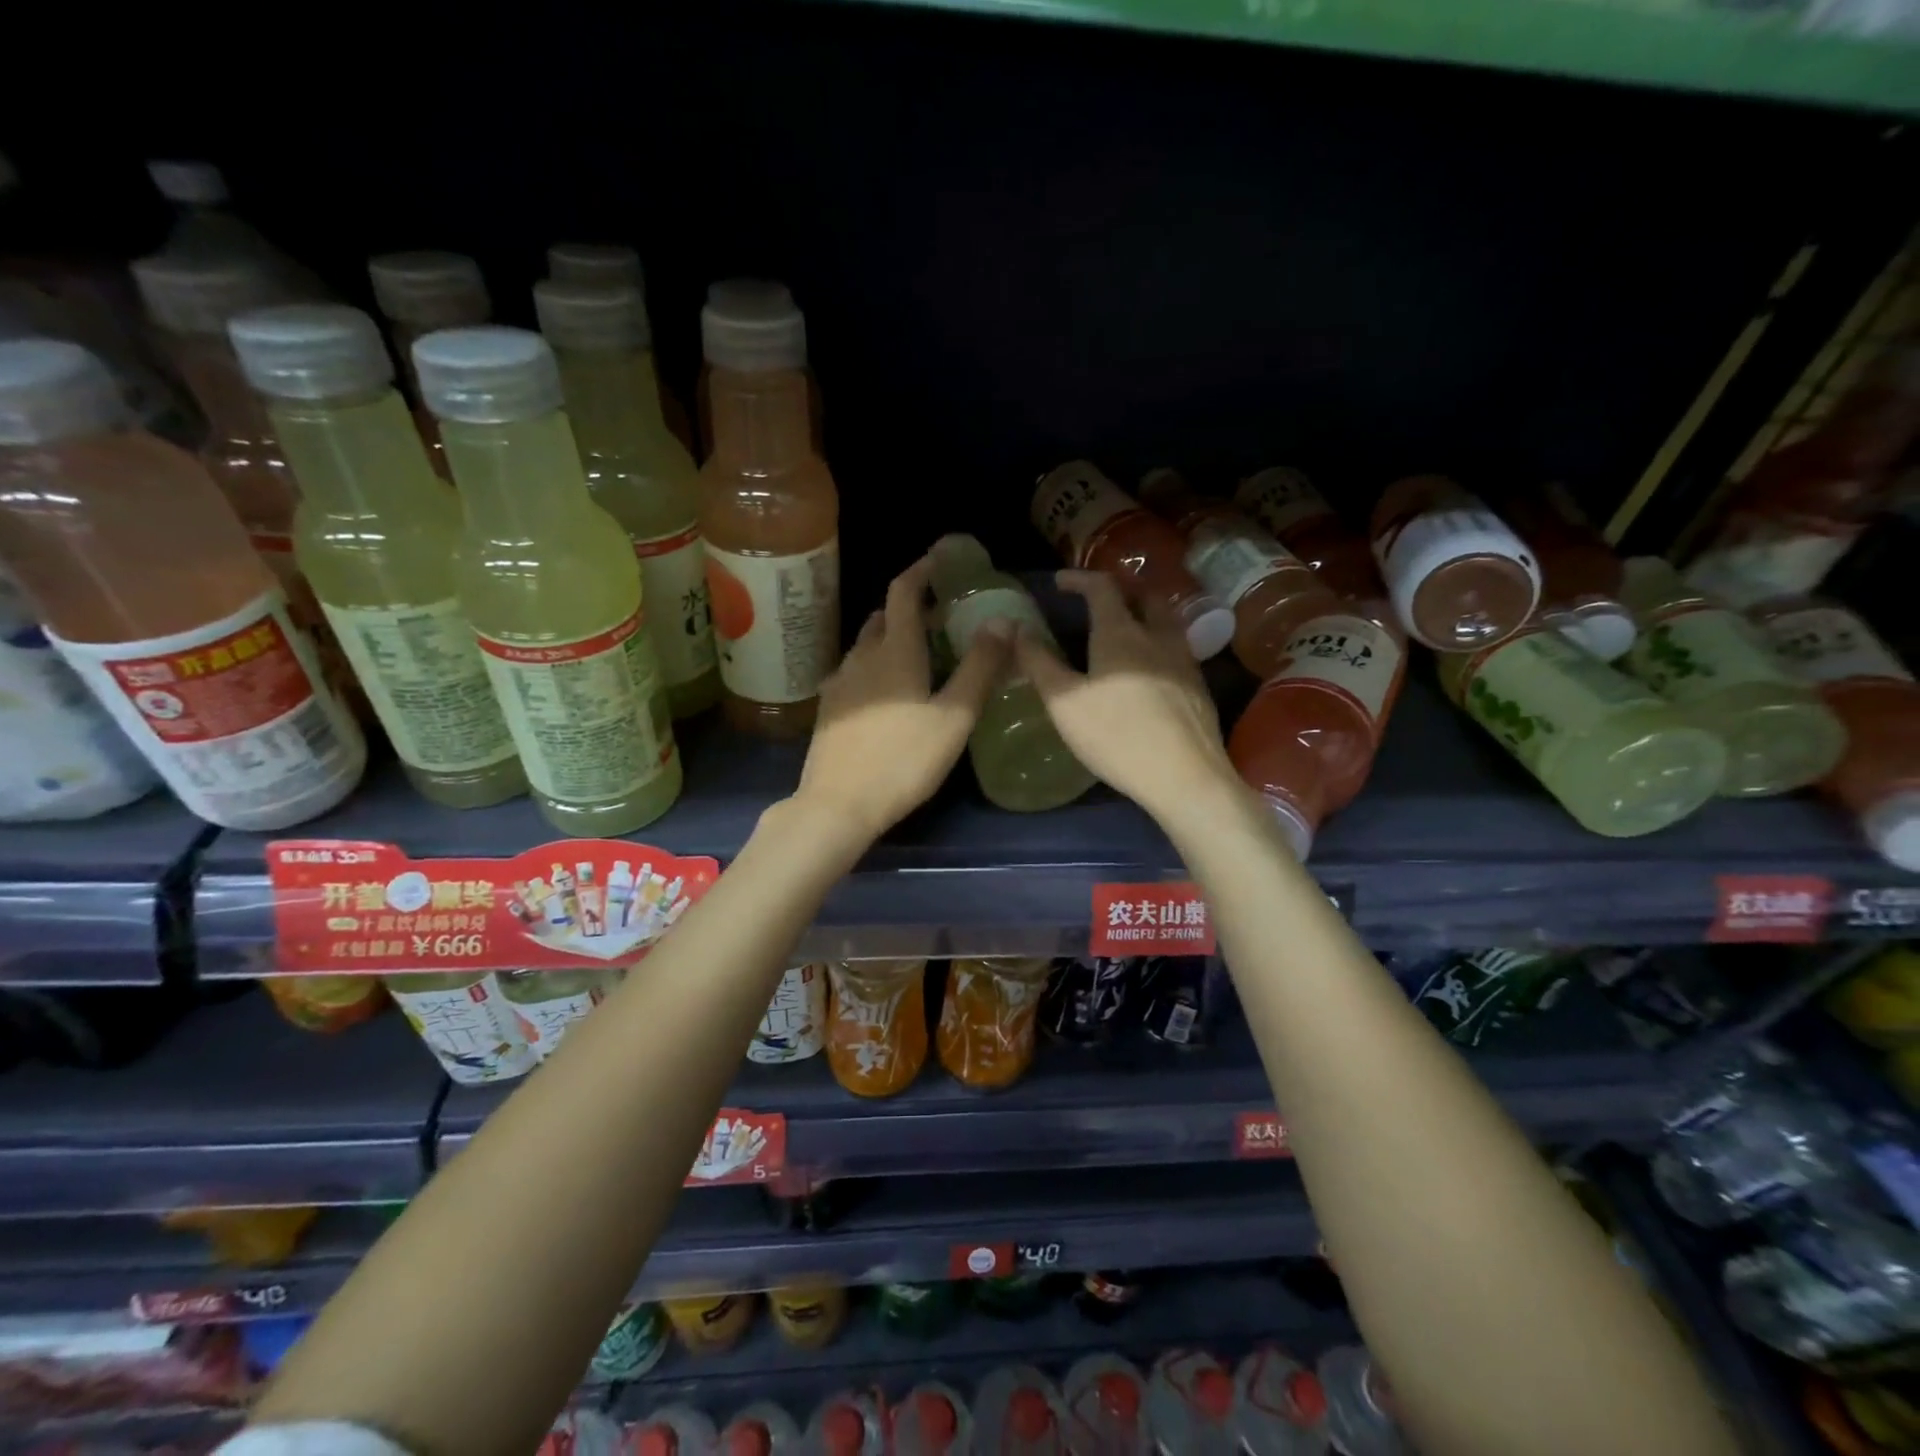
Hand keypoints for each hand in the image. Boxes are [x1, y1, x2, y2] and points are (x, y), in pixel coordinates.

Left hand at [793, 554, 1009, 844]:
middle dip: (910, 607)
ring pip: (867, 645)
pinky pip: (855, 671)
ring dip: (891, 636)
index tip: (939, 560)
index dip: (921, 570)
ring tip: (918, 652)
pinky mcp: (829, 709)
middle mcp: (862, 657)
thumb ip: (979, 668)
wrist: (838, 804)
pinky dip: (875, 664)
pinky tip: (888, 691)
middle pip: (883, 617)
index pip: (904, 592)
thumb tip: (1002, 620)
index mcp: (895, 651)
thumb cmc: (903, 760)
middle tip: (939, 616)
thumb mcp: (954, 717)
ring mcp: (840, 683)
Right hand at [1013, 569, 1239, 822]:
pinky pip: (1176, 647)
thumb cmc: (1116, 736)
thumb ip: (1039, 663)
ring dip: (1143, 613)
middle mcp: (1157, 637)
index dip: (1079, 579)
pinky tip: (1148, 668)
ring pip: (1166, 621)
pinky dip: (1157, 641)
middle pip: (1143, 595)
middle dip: (1119, 589)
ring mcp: (1184, 661)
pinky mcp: (1198, 687)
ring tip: (1124, 629)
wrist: (1185, 776)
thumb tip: (1016, 628)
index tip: (1059, 582)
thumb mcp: (1064, 702)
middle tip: (1098, 600)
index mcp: (1121, 634)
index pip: (1102, 587)